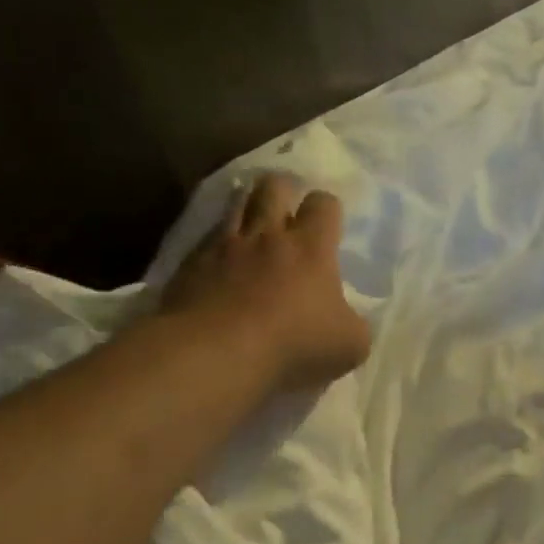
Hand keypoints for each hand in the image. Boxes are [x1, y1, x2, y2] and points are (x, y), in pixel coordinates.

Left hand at [159, 173, 371, 393]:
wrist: (214, 355)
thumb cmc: (294, 345)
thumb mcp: (350, 345)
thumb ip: (354, 324)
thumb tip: (348, 319)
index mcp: (311, 248)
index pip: (323, 204)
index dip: (327, 208)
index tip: (328, 224)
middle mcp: (267, 236)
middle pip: (273, 187)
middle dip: (283, 190)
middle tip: (287, 209)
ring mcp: (223, 247)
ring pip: (234, 204)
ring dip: (246, 208)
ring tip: (253, 224)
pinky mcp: (189, 266)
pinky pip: (205, 240)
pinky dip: (216, 244)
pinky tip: (220, 263)